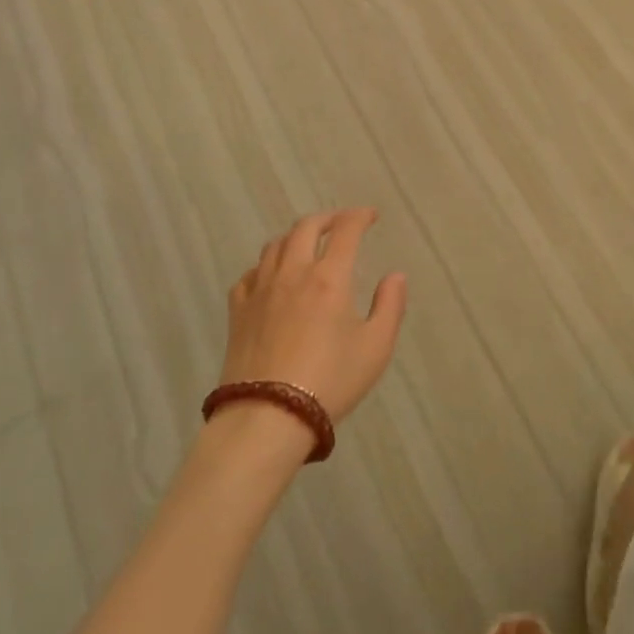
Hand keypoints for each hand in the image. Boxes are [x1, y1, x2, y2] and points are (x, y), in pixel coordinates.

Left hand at [220, 208, 407, 425]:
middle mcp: (293, 273)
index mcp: (329, 277)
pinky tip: (271, 278)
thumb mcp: (376, 348)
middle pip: (305, 227)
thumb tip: (395, 276)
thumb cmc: (330, 381)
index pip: (345, 230)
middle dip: (327, 218)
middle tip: (340, 224)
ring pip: (275, 245)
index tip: (370, 216)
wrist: (267, 417)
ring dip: (295, 237)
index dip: (360, 216)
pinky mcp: (237, 311)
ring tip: (306, 245)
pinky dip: (265, 266)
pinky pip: (250, 274)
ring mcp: (260, 290)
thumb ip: (390, 306)